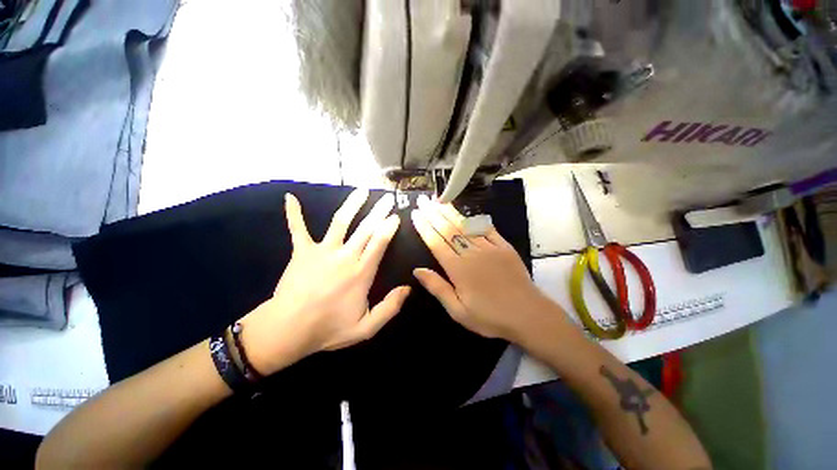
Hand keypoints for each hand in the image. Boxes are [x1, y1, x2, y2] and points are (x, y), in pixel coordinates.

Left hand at [240, 190, 410, 374]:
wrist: (288, 330)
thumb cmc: (328, 328)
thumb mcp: (366, 328)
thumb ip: (390, 308)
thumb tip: (408, 288)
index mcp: (361, 272)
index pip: (380, 242)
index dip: (389, 227)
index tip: (395, 216)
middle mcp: (345, 256)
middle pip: (366, 228)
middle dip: (378, 211)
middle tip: (387, 198)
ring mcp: (322, 250)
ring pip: (340, 221)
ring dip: (352, 204)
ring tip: (361, 191)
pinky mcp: (302, 251)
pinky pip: (297, 229)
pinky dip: (294, 214)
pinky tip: (290, 198)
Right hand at [410, 195, 567, 343]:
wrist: (529, 315)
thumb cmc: (490, 317)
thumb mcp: (458, 311)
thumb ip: (438, 288)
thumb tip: (417, 270)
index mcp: (458, 269)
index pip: (436, 243)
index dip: (424, 227)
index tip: (415, 214)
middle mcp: (471, 253)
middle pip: (448, 230)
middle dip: (433, 214)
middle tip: (423, 201)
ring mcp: (489, 247)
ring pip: (465, 226)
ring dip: (450, 212)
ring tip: (438, 201)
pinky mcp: (504, 246)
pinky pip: (486, 228)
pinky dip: (474, 219)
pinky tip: (466, 213)